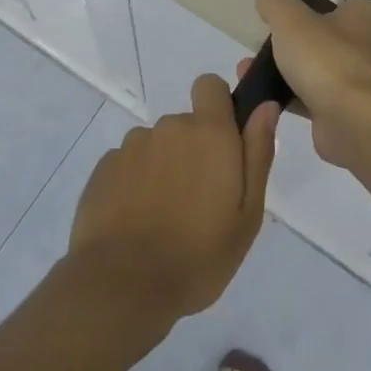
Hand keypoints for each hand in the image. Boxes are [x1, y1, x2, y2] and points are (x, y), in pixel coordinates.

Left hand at [66, 75, 278, 330]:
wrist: (122, 284)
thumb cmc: (198, 255)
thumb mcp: (247, 215)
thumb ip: (257, 153)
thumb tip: (265, 106)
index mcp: (208, 133)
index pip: (210, 85)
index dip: (218, 106)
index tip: (223, 144)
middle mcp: (168, 127)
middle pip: (185, 125)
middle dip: (194, 151)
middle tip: (199, 202)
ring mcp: (131, 146)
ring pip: (156, 146)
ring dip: (163, 168)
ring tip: (165, 218)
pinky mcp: (104, 167)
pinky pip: (129, 165)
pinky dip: (135, 184)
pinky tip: (137, 221)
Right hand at [250, 0, 370, 169]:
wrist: (354, 123)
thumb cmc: (326, 60)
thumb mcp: (290, 18)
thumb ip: (275, 0)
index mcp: (367, 14)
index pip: (334, 1)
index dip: (304, 6)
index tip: (278, 16)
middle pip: (321, 36)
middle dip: (286, 42)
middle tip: (258, 45)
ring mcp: (362, 80)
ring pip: (315, 68)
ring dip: (282, 70)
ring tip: (246, 70)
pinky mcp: (350, 111)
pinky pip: (313, 97)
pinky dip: (289, 96)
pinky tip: (263, 96)